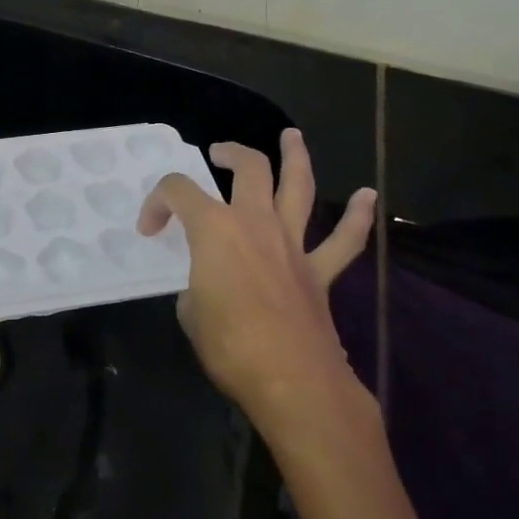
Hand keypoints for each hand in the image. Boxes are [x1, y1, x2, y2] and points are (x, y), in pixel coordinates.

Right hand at [138, 130, 377, 441]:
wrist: (293, 382)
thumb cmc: (230, 345)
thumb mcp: (190, 314)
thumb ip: (197, 288)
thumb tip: (208, 288)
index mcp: (214, 228)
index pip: (178, 192)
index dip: (157, 202)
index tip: (150, 228)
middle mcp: (255, 223)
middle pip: (248, 168)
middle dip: (231, 153)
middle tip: (219, 152)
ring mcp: (292, 244)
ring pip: (298, 187)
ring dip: (296, 158)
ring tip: (292, 136)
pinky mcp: (320, 272)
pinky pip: (344, 241)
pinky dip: (357, 217)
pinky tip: (368, 196)